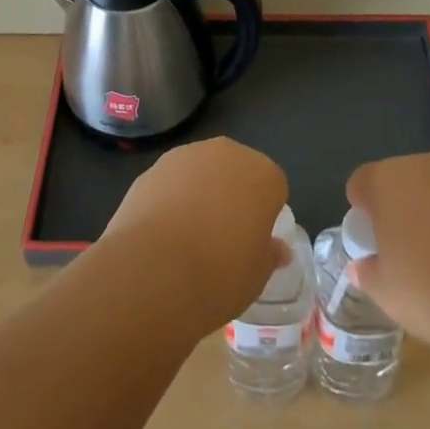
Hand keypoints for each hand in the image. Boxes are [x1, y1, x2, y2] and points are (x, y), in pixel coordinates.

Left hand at [100, 138, 288, 333]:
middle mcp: (226, 153)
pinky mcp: (151, 168)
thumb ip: (269, 254)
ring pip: (201, 173)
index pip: (273, 188)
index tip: (253, 242)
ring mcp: (185, 156)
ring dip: (199, 194)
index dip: (264, 215)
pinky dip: (169, 200)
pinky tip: (161, 234)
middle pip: (236, 172)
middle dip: (232, 196)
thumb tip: (278, 249)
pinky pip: (170, 183)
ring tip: (187, 238)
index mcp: (262, 174)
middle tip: (223, 237)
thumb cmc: (220, 272)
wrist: (154, 268)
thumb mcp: (257, 275)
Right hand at [344, 154, 429, 356]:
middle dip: (399, 208)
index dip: (362, 211)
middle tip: (404, 249)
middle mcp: (422, 167)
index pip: (361, 183)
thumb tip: (361, 268)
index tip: (372, 242)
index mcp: (385, 181)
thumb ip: (367, 273)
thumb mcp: (385, 292)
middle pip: (400, 181)